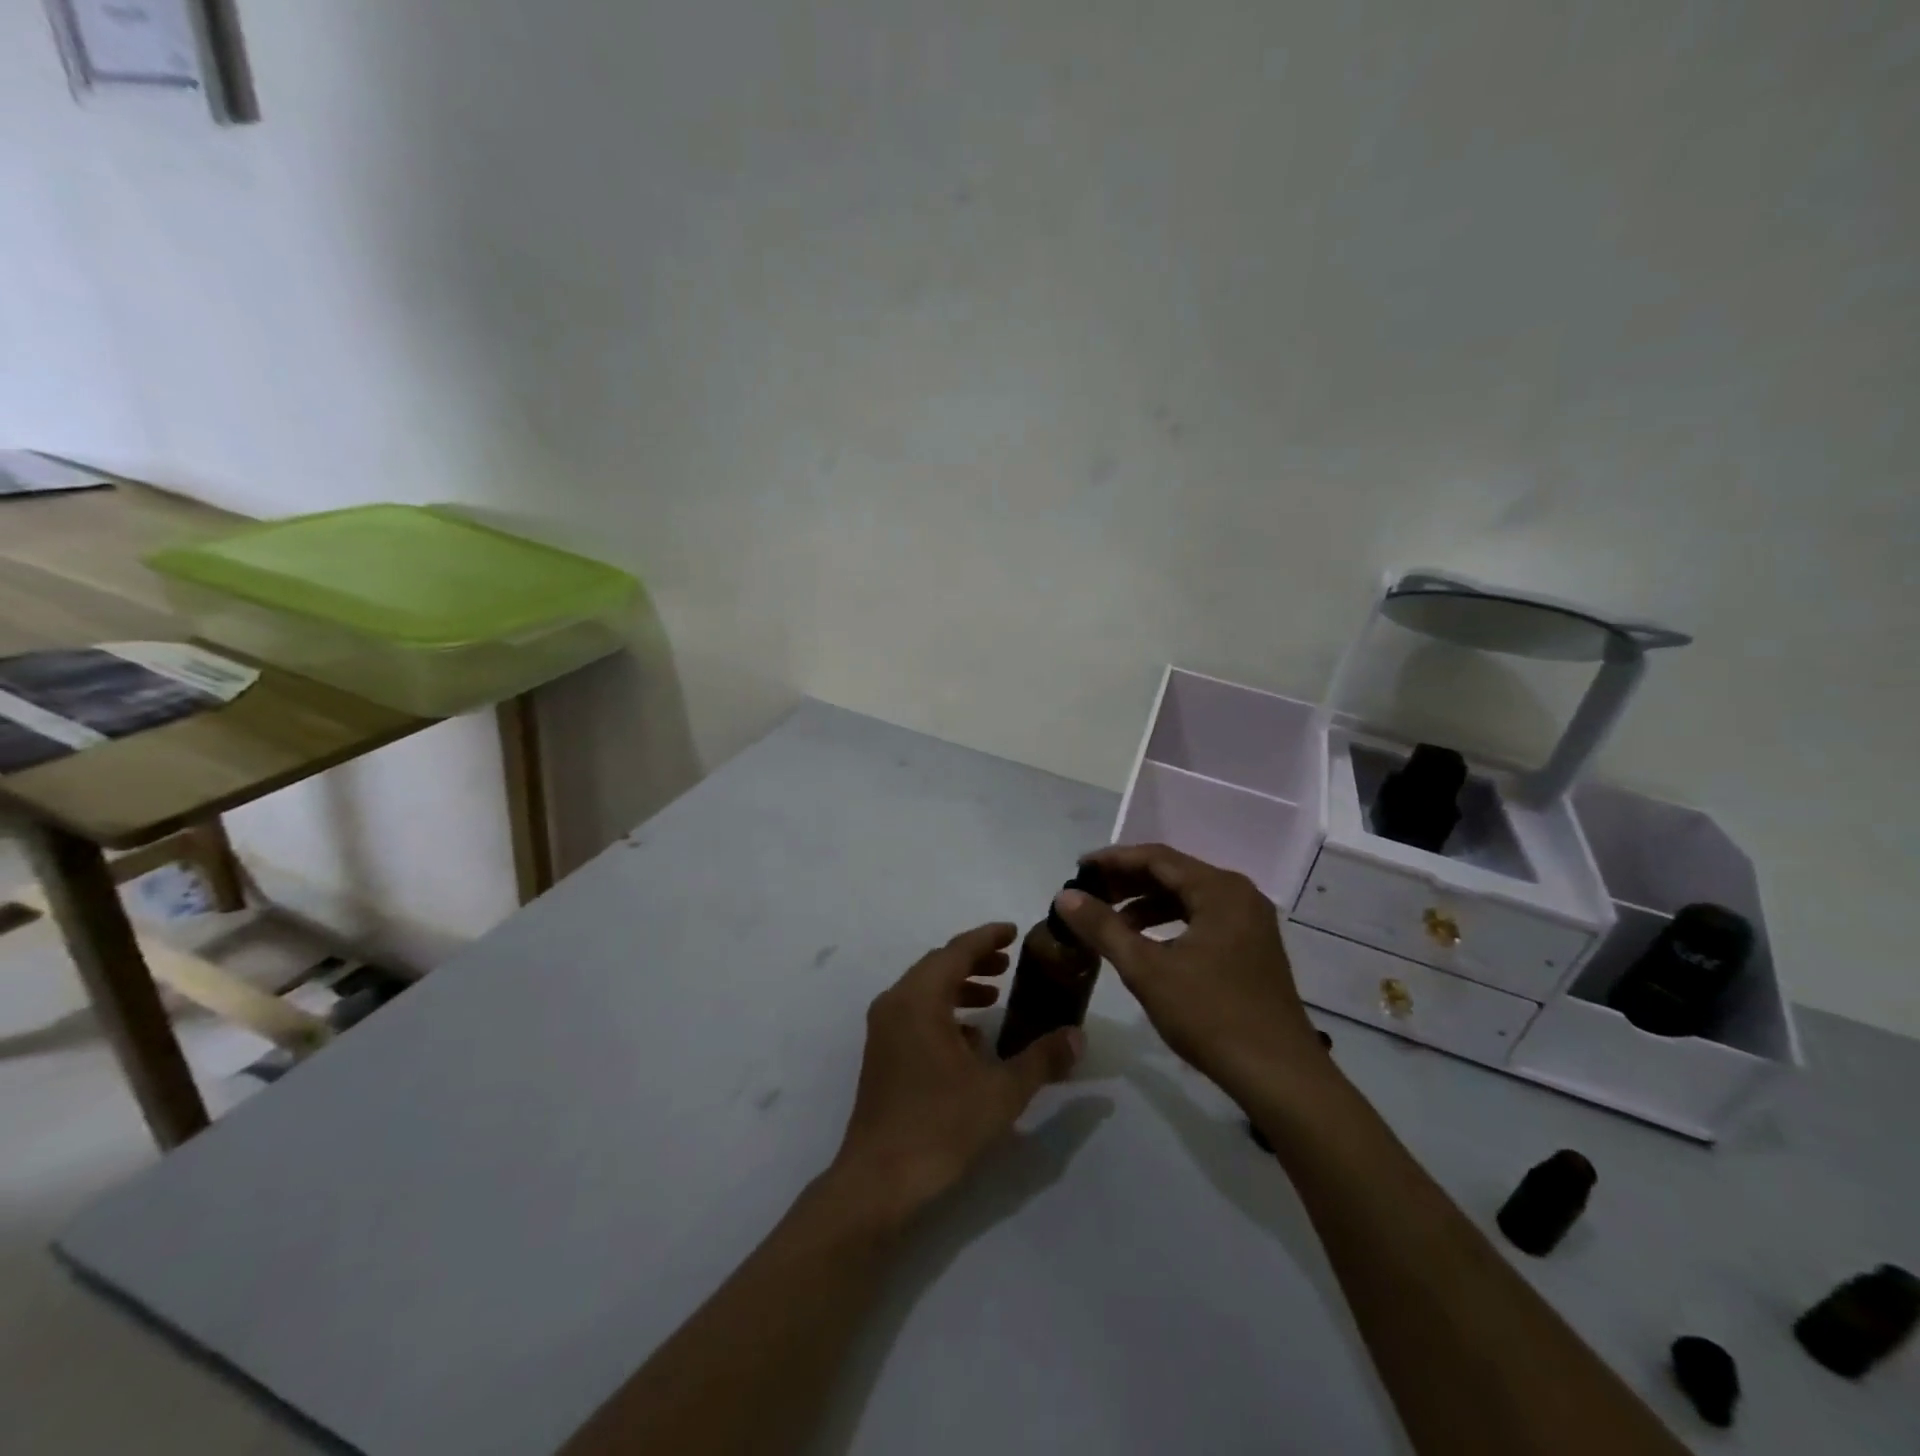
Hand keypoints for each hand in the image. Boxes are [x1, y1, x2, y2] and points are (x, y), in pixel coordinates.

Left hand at [828, 923, 1082, 1229]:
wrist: (879, 1182)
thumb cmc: (940, 1127)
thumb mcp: (1001, 1092)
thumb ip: (1041, 1059)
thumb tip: (1077, 1035)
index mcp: (919, 999)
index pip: (956, 951)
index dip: (987, 937)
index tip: (1014, 931)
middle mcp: (896, 1004)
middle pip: (937, 966)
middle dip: (974, 960)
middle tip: (1009, 963)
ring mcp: (884, 1030)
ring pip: (925, 991)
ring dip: (959, 987)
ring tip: (994, 997)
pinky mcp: (882, 1055)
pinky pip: (916, 1015)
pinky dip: (944, 1013)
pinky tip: (971, 1041)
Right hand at [1053, 843, 1330, 1108]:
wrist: (1280, 1077)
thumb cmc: (1211, 1016)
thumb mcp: (1147, 970)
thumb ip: (1103, 928)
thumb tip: (1065, 897)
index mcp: (1219, 890)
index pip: (1156, 857)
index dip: (1113, 860)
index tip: (1077, 869)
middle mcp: (1239, 895)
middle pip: (1174, 873)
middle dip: (1128, 882)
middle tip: (1088, 894)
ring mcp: (1249, 922)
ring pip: (1187, 898)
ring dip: (1146, 904)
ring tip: (1109, 921)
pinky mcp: (1251, 948)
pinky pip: (1201, 919)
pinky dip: (1169, 924)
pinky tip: (1145, 944)